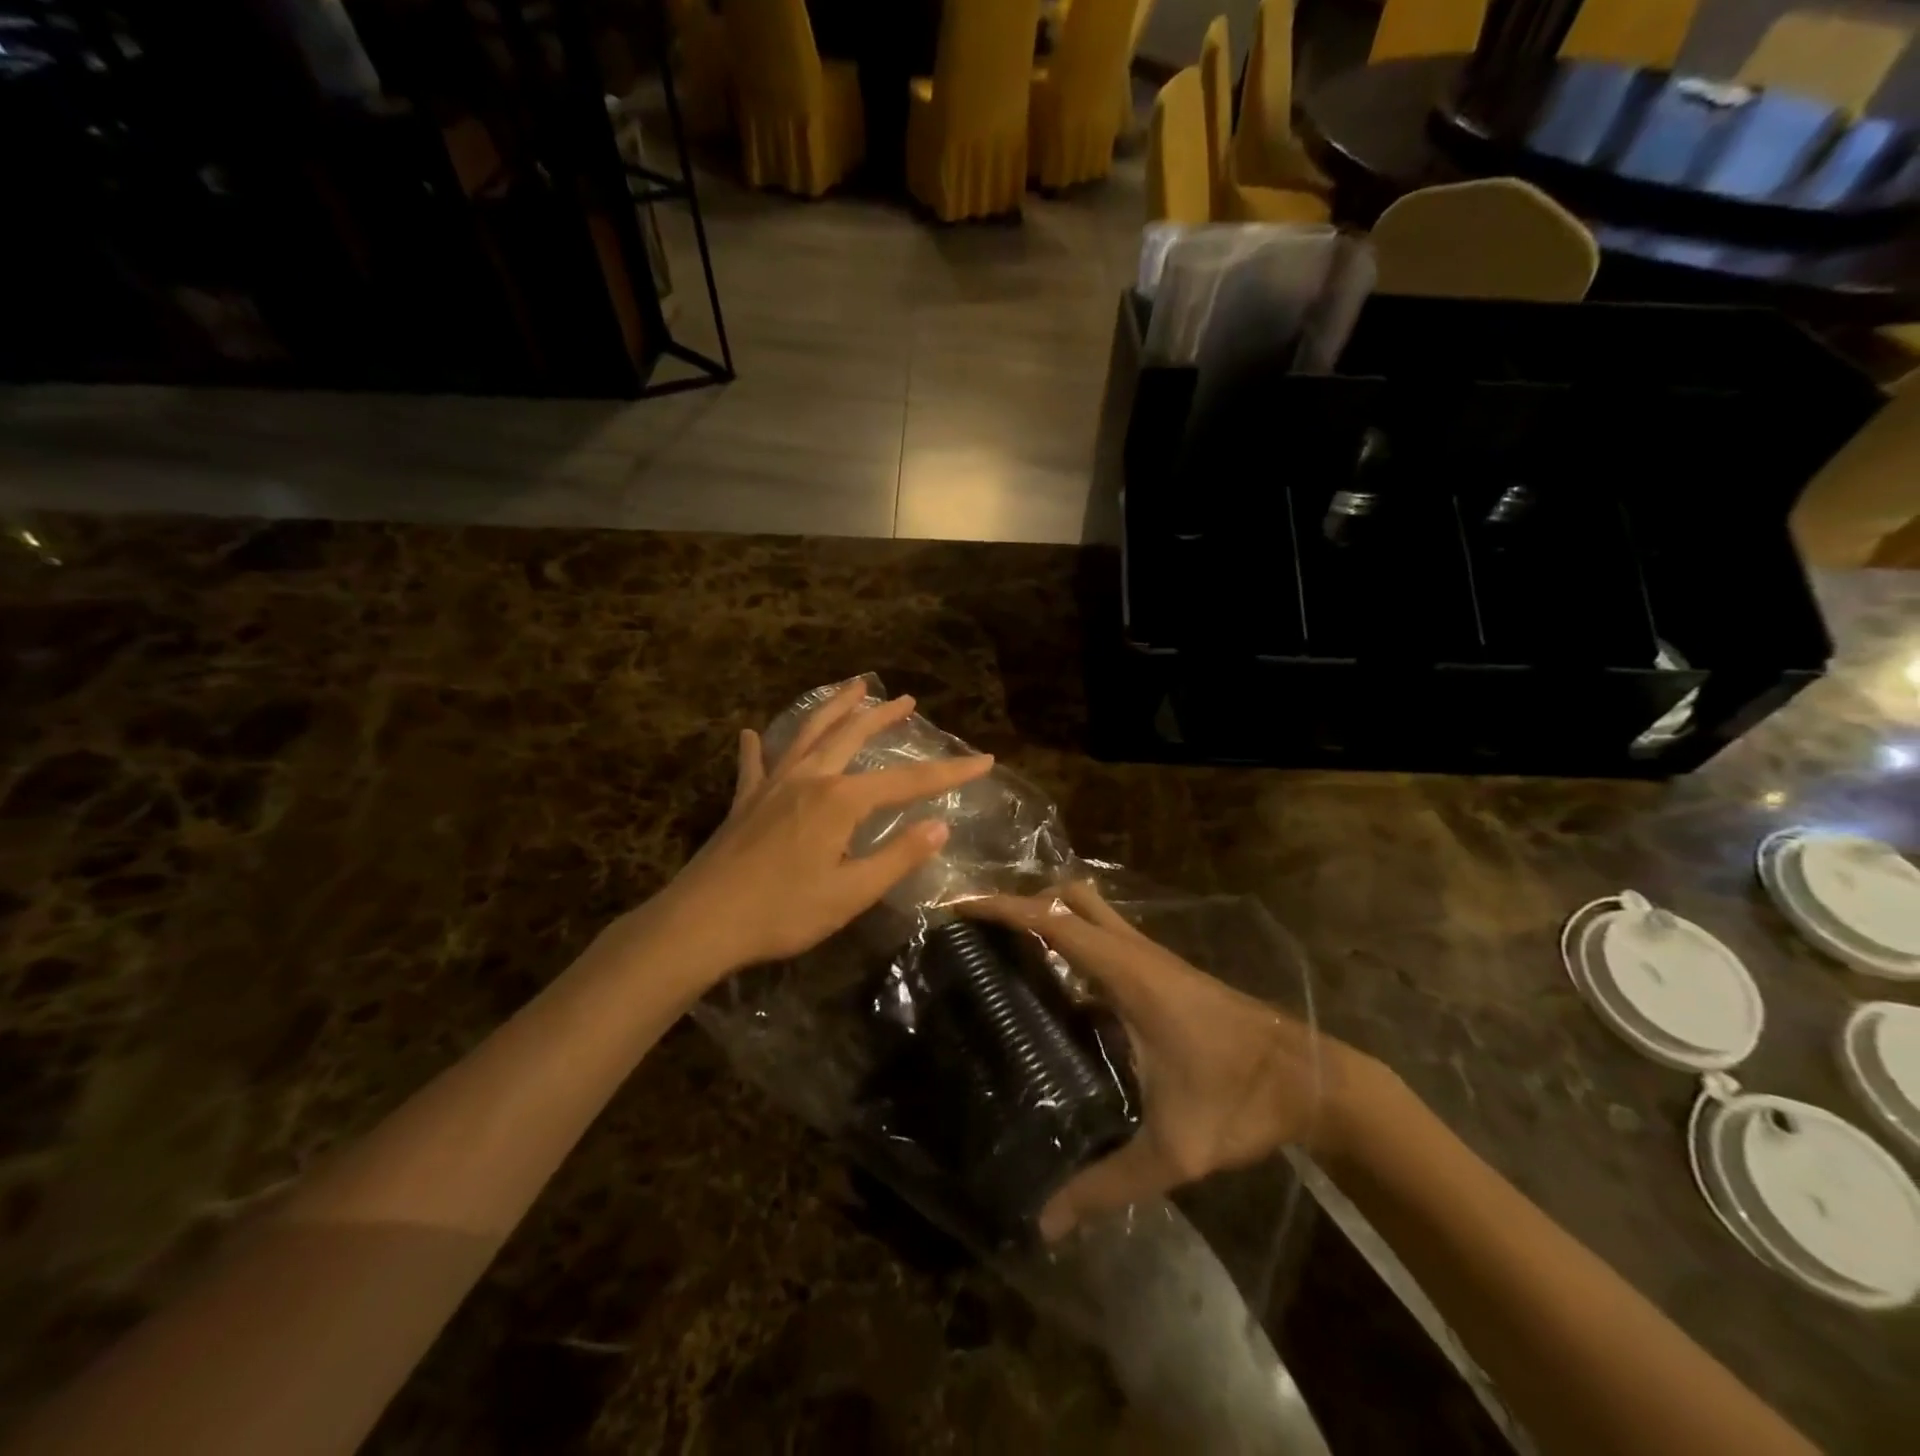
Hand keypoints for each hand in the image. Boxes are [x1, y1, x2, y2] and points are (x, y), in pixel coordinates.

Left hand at [656, 684, 994, 977]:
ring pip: (808, 734)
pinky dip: (757, 747)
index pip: (907, 782)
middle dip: (883, 716)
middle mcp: (809, 779)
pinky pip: (754, 764)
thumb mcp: (850, 893)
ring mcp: (772, 785)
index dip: (949, 772)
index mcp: (840, 801)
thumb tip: (940, 826)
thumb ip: (897, 857)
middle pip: (852, 736)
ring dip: (833, 708)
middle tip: (906, 699)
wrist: (701, 923)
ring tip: (852, 687)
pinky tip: (750, 732)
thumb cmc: (783, 912)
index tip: (984, 759)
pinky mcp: (745, 801)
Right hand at [968, 882, 1341, 1239]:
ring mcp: (1154, 958)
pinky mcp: (1166, 972)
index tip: (960, 908)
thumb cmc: (1239, 1100)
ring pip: (1093, 911)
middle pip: (1072, 897)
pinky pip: (1108, 939)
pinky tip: (1061, 991)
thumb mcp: (1172, 1151)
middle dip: (1024, 901)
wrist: (1313, 1080)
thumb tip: (1045, 1223)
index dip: (1004, 908)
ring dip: (1051, 917)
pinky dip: (1076, 943)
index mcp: (1128, 975)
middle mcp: (1137, 953)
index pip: (1054, 922)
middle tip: (985, 931)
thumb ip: (1106, 1186)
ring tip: (1010, 952)